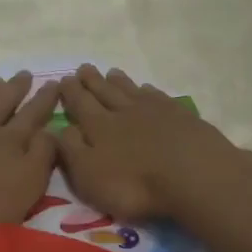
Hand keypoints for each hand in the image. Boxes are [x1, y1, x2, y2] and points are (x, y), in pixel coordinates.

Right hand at [57, 65, 246, 221]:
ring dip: (119, 82)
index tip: (64, 78)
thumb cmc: (134, 184)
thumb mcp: (90, 175)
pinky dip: (149, 91)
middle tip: (84, 67)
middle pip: (105, 92)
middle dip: (92, 81)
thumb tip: (58, 128)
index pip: (80, 105)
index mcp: (99, 127)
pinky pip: (159, 97)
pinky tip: (147, 89)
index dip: (71, 92)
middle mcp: (124, 112)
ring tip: (111, 72)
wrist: (193, 175)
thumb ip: (71, 150)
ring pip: (131, 91)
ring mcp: (155, 111)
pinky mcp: (181, 116)